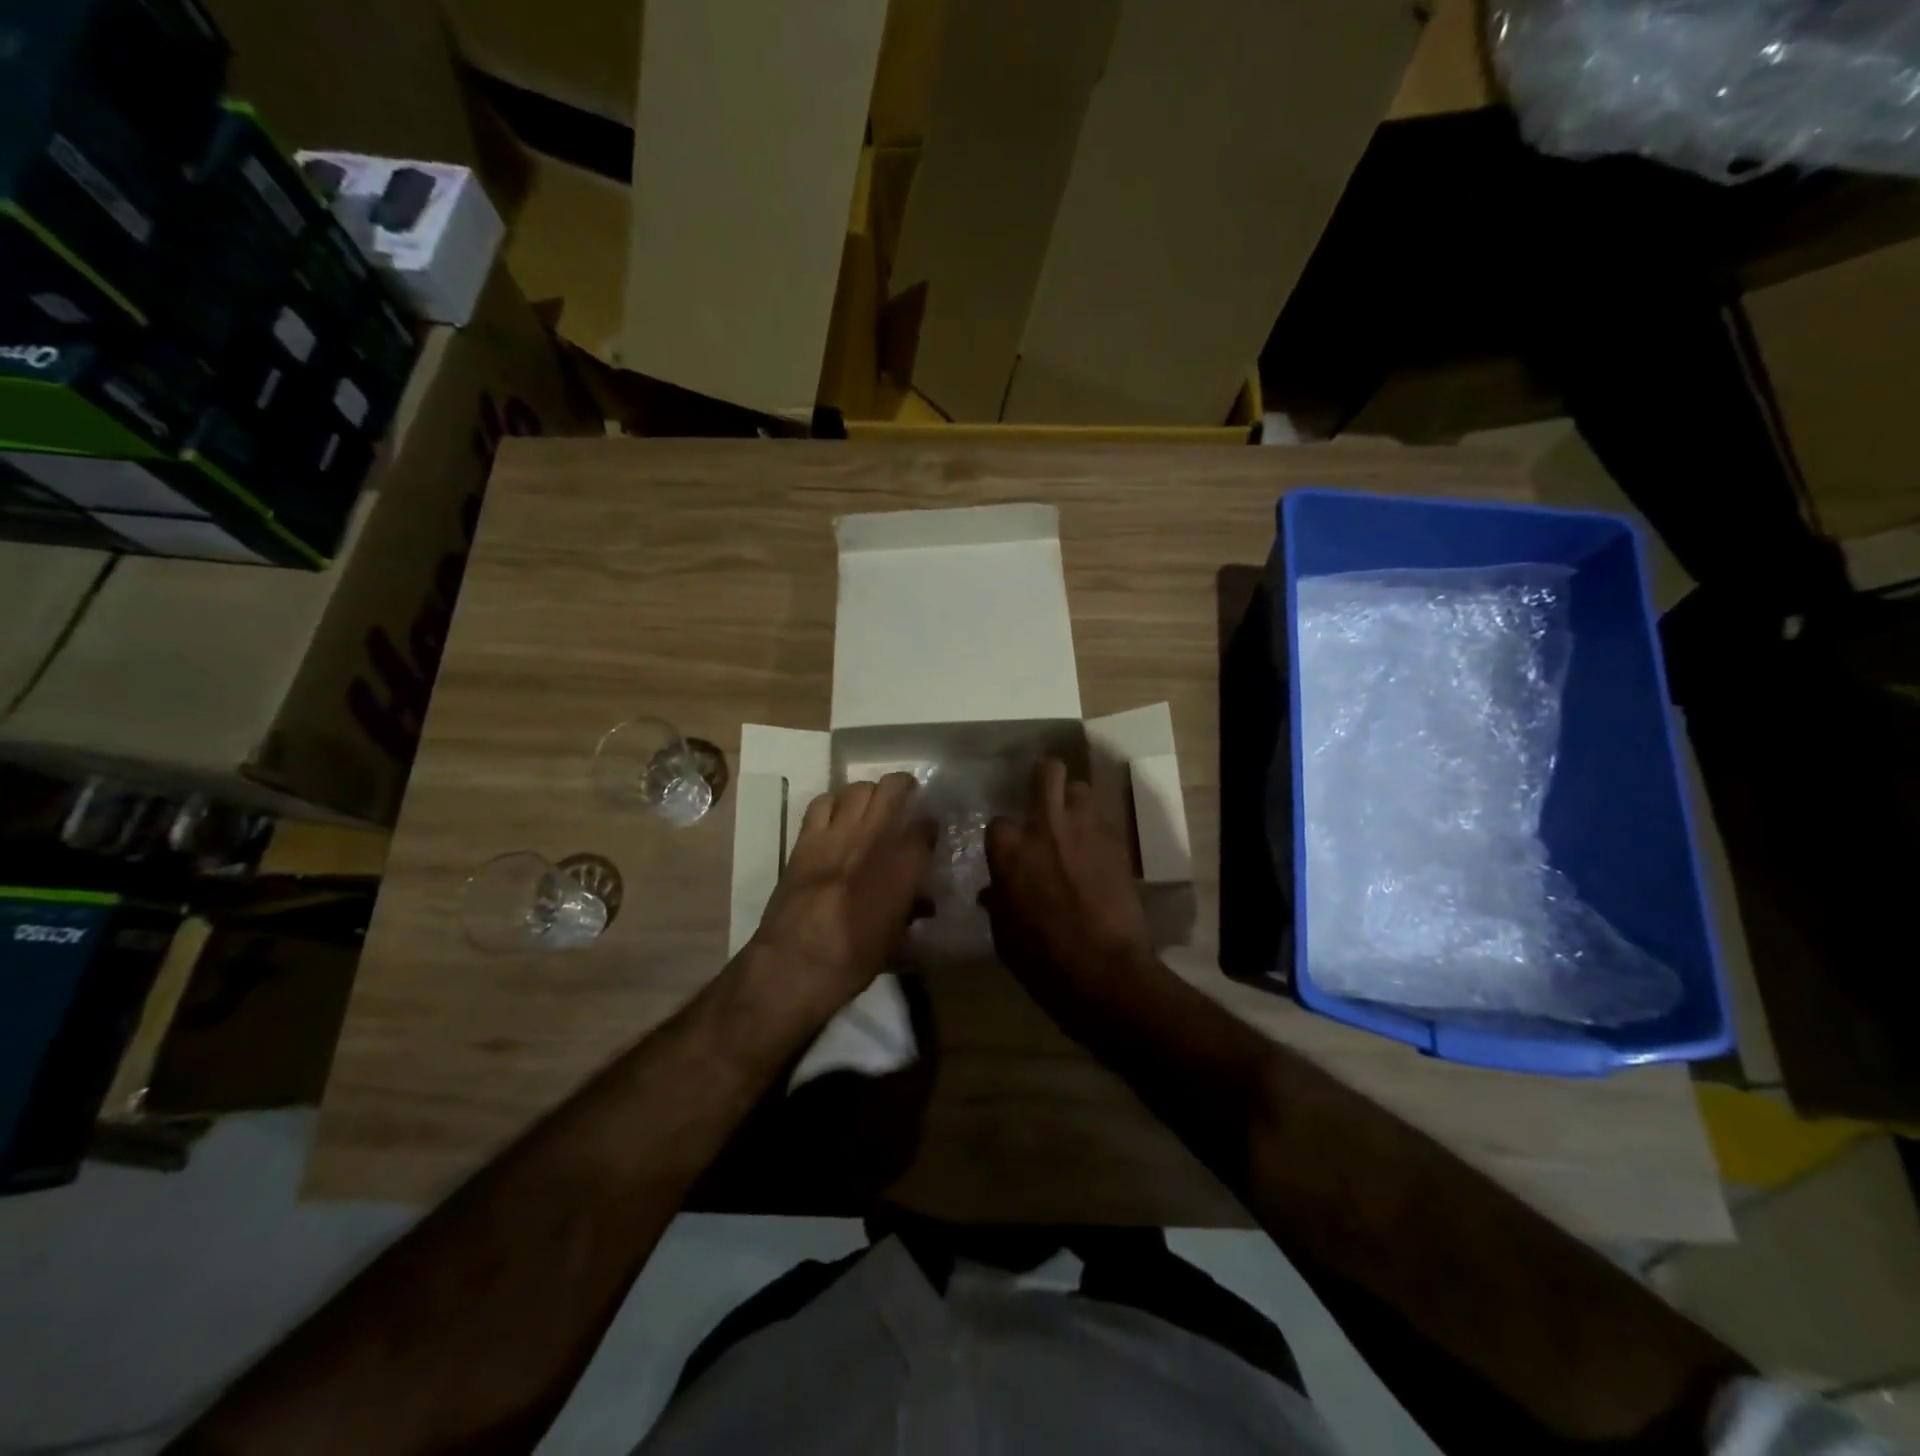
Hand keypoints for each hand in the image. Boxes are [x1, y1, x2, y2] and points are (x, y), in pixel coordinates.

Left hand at [749, 772, 934, 1021]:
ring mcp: (837, 835)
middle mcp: (873, 839)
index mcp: (903, 866)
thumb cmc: (854, 961)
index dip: (930, 825)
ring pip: (857, 789)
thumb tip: (922, 903)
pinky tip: (837, 813)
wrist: (795, 964)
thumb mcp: (896, 941)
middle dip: (904, 787)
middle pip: (892, 790)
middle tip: (906, 795)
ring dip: (868, 791)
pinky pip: (821, 803)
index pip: (925, 828)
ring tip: (871, 802)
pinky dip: (833, 802)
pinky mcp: (806, 840)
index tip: (930, 829)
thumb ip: (911, 912)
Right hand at [982, 759, 1162, 1031]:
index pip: (998, 823)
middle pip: (1047, 772)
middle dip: (1045, 779)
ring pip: (1081, 789)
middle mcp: (1044, 826)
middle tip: (1045, 800)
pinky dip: (1097, 833)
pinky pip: (1104, 822)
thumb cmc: (1041, 958)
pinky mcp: (1116, 842)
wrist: (1103, 971)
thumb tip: (994, 892)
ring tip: (1075, 827)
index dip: (1006, 838)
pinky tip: (1097, 856)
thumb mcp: (1004, 935)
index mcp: (1008, 848)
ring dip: (1075, 804)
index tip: (1012, 853)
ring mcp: (1084, 829)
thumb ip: (998, 903)